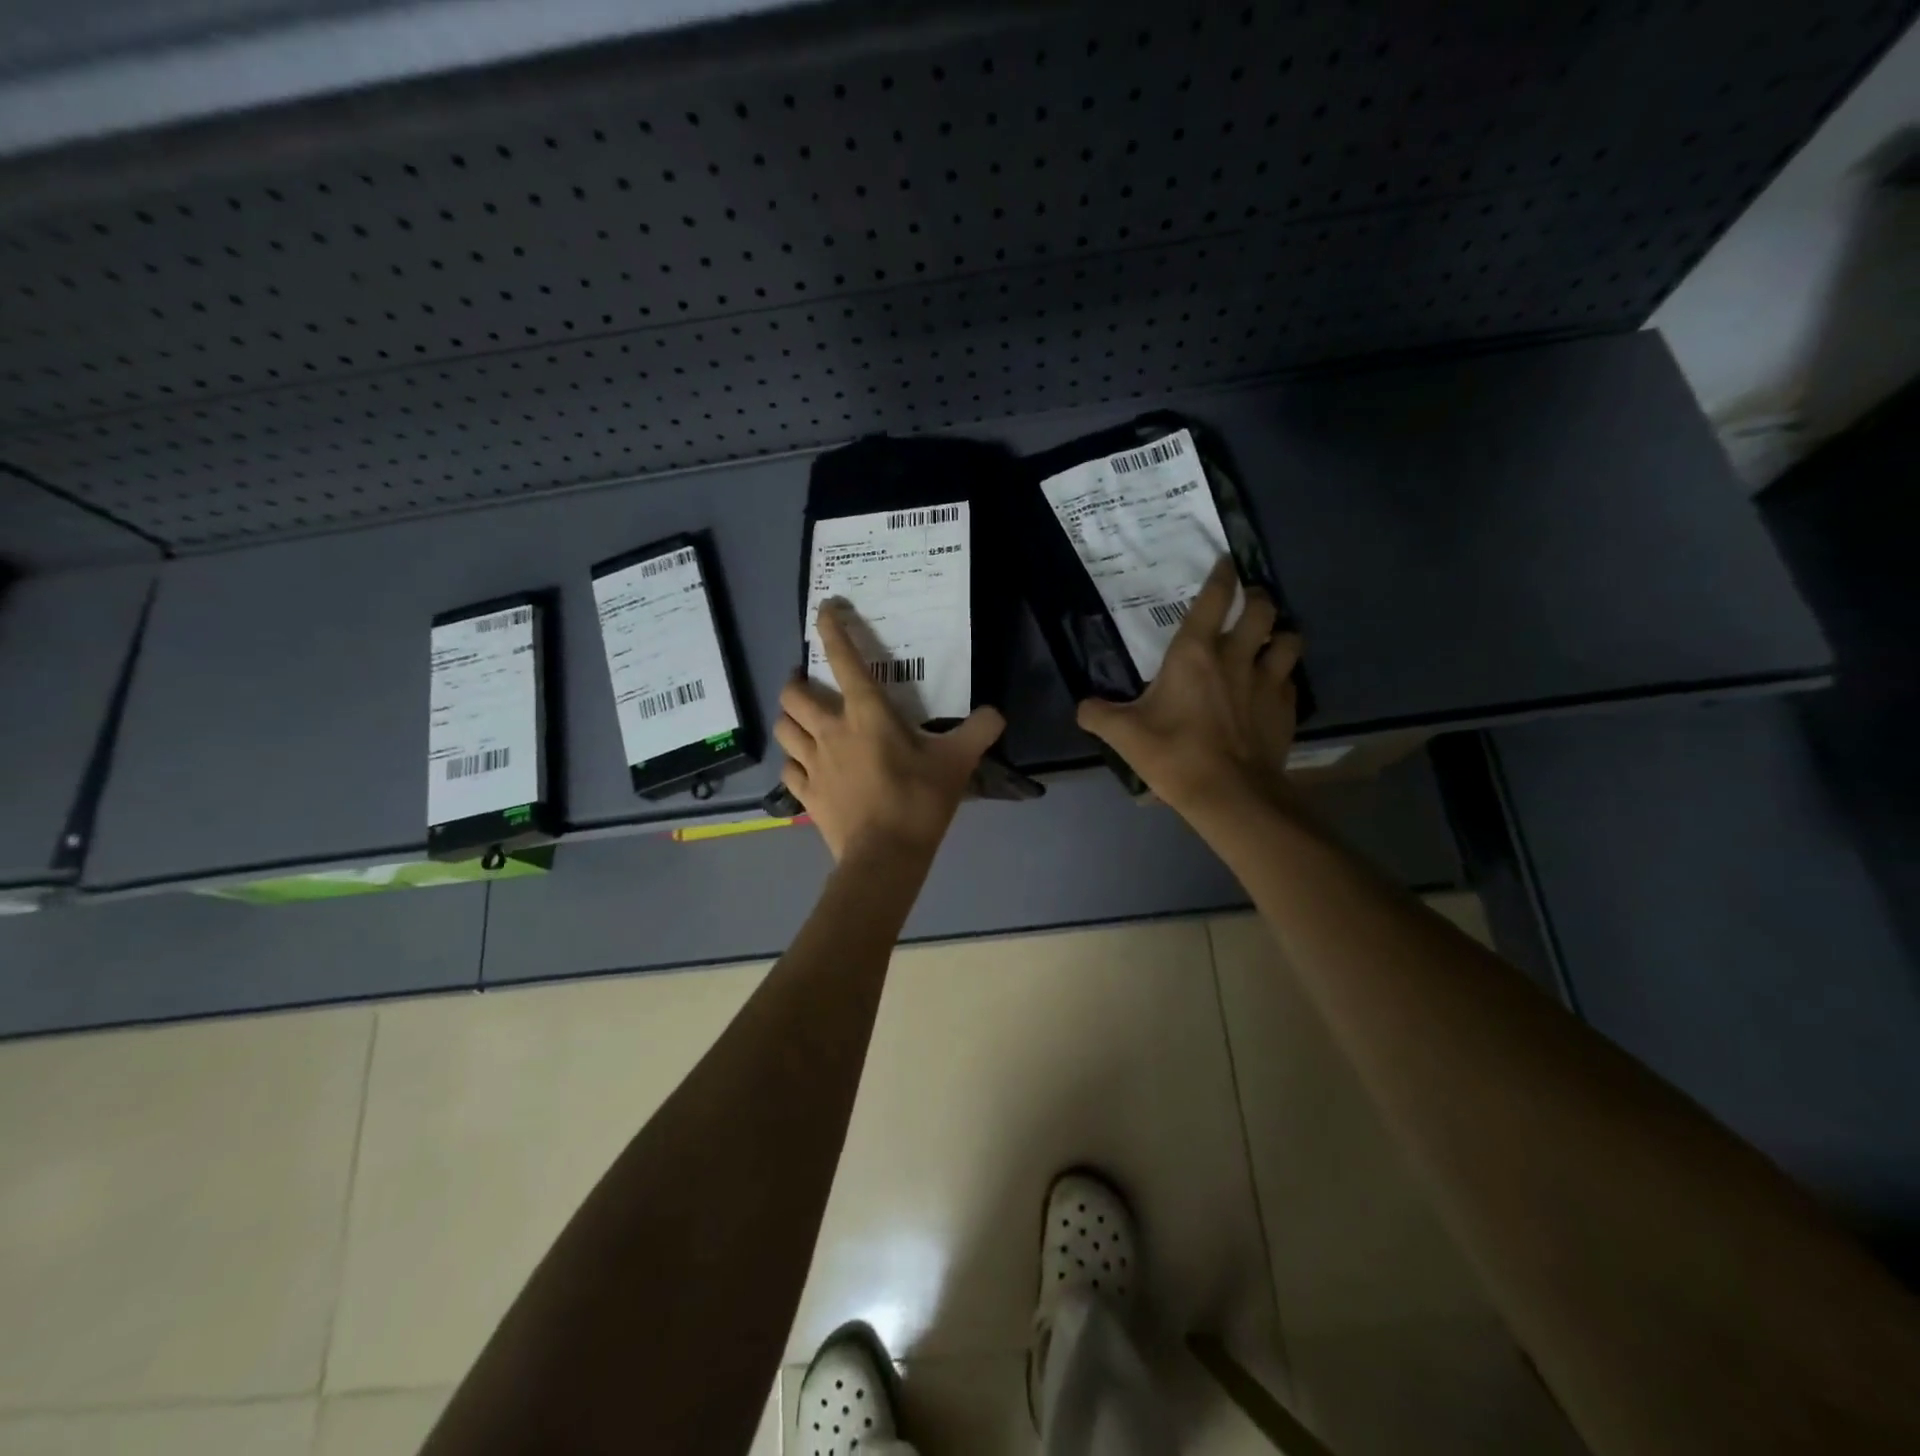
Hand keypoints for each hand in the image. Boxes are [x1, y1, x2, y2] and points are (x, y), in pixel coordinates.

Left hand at [775, 601, 1005, 862]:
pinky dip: (794, 761)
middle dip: (796, 680)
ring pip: (784, 728)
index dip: (831, 629)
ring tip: (802, 719)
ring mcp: (813, 764)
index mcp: (867, 714)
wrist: (885, 857)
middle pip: (794, 693)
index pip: (844, 659)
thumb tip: (996, 714)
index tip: (825, 610)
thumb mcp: (958, 762)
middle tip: (808, 681)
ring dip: (790, 718)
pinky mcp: (806, 794)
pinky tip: (805, 765)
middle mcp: (831, 731)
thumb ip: (978, 731)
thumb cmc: (919, 800)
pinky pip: (789, 769)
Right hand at [1076, 556, 1303, 821]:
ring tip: (1269, 642)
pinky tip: (1271, 688)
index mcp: (1195, 653)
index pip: (1214, 598)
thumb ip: (1098, 715)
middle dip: (1257, 598)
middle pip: (1261, 608)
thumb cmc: (1174, 754)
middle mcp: (1236, 657)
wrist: (1230, 794)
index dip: (1221, 575)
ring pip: (1288, 639)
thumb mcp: (1123, 735)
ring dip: (1279, 635)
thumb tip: (1083, 707)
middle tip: (1248, 603)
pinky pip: (1290, 679)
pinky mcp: (1286, 708)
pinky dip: (1282, 676)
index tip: (1225, 563)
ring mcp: (1268, 681)